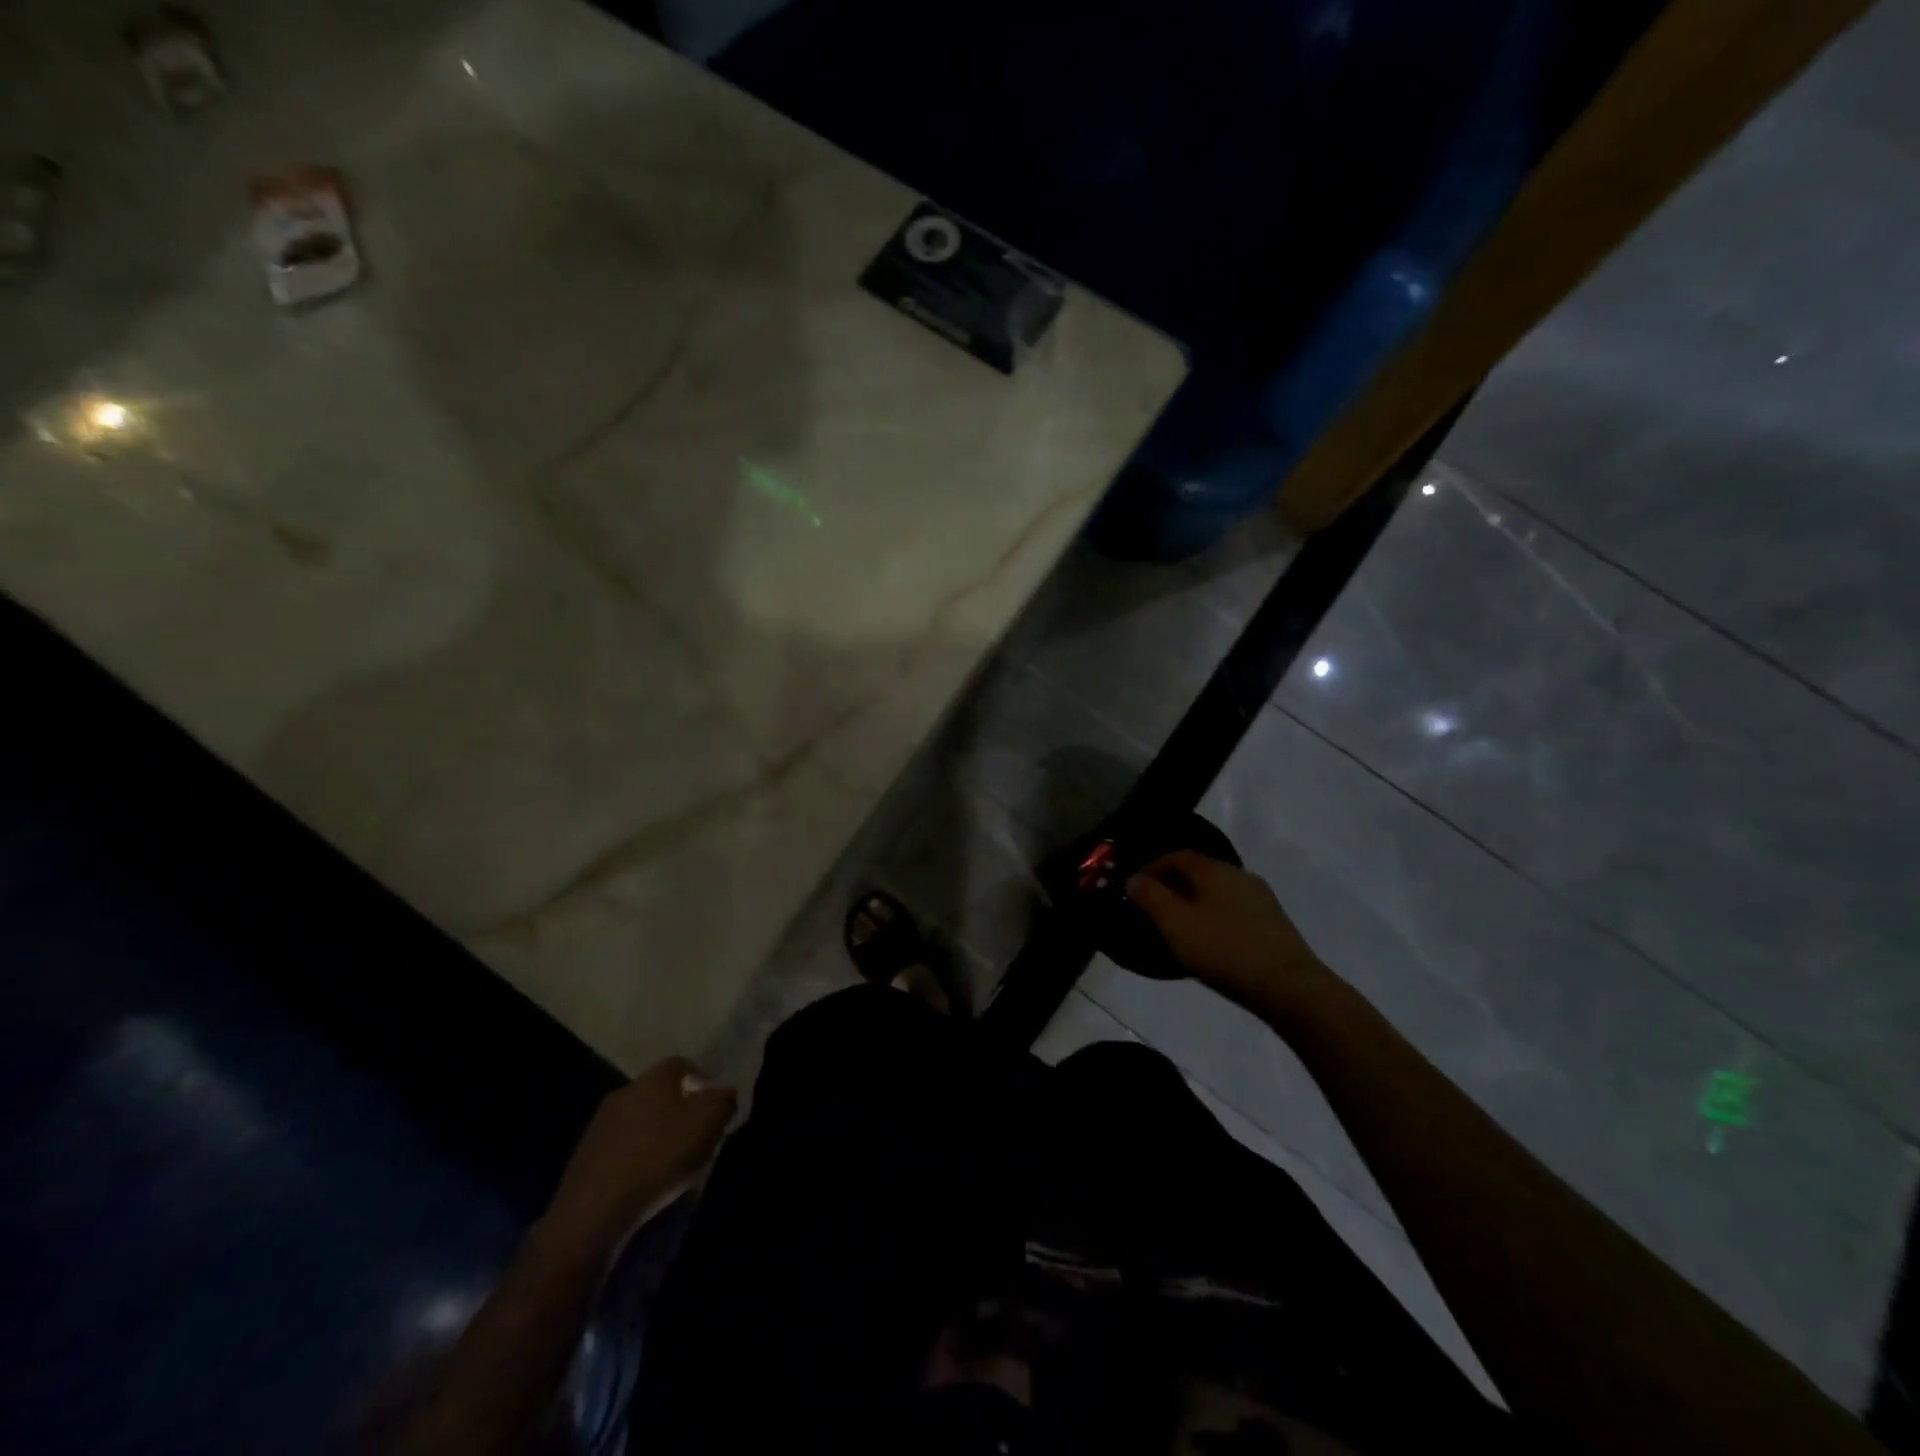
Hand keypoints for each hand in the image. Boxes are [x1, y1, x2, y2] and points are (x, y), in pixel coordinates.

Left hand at [545, 1057, 736, 1254]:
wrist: (593, 1211)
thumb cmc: (659, 1155)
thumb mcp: (708, 1123)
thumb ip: (723, 1100)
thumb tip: (726, 1092)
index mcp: (654, 1078)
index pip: (681, 1063)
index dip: (700, 1077)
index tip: (714, 1100)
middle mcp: (624, 1092)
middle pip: (658, 1092)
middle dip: (678, 1107)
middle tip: (697, 1131)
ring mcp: (599, 1126)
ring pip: (638, 1120)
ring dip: (655, 1134)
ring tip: (674, 1160)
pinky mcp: (584, 1159)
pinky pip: (620, 1149)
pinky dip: (636, 1158)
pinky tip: (646, 1180)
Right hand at [1126, 851, 1329, 1012]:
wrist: (1289, 986)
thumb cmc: (1224, 949)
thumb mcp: (1175, 924)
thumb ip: (1150, 897)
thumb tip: (1134, 878)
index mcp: (1213, 869)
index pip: (1176, 855)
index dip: (1152, 867)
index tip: (1134, 887)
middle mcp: (1238, 874)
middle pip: (1198, 870)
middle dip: (1173, 884)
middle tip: (1153, 907)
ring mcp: (1260, 897)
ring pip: (1217, 890)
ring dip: (1195, 900)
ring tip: (1180, 926)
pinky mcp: (1273, 921)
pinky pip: (1233, 908)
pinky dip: (1215, 914)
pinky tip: (1211, 939)